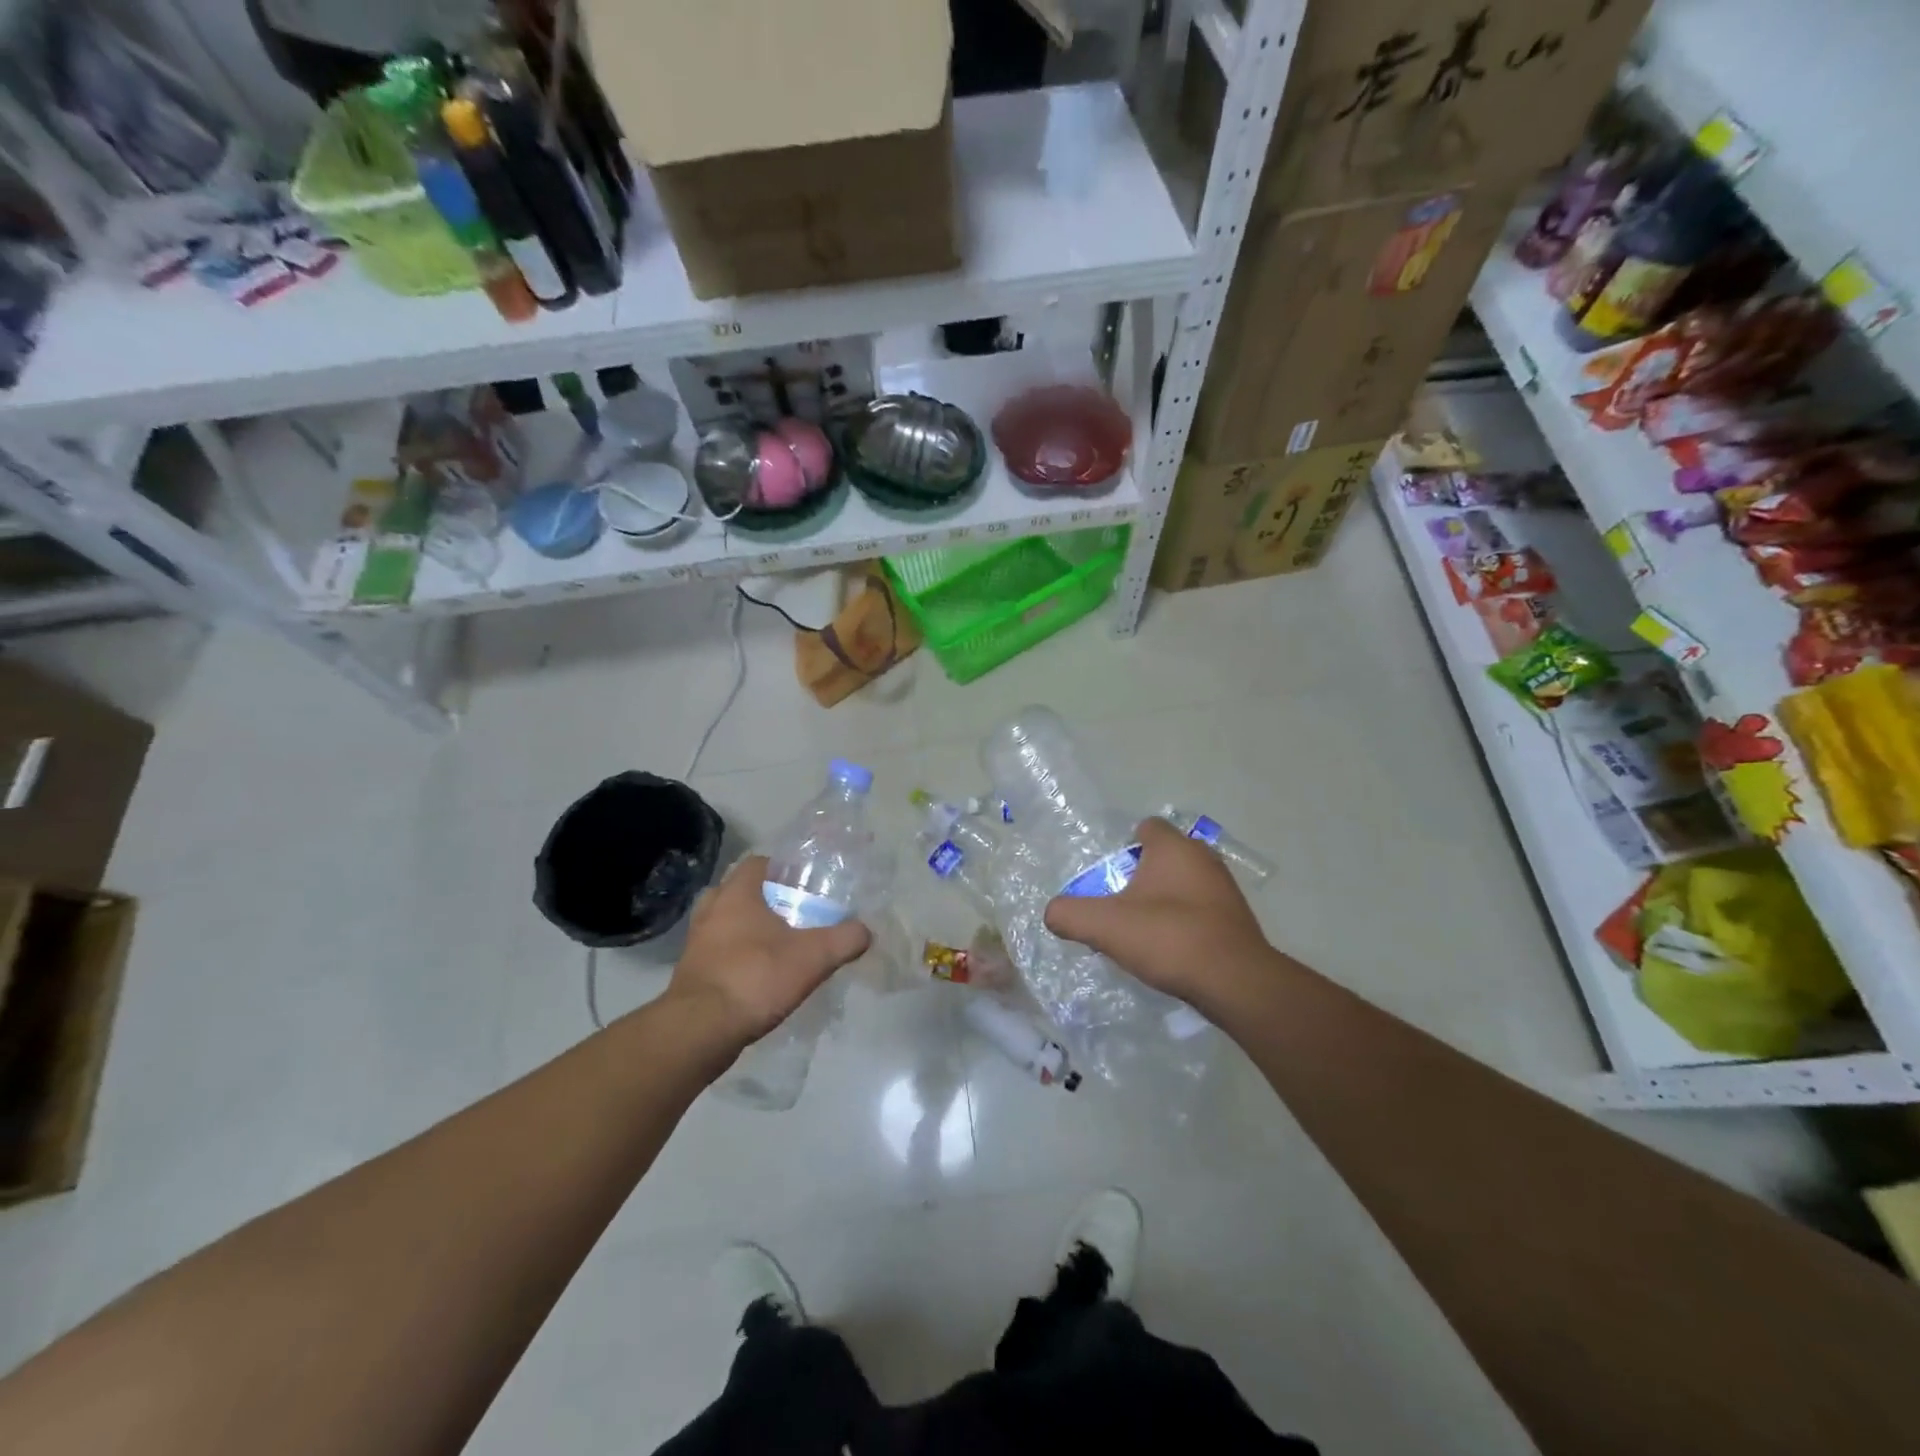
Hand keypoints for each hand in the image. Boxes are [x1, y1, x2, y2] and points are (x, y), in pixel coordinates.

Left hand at [666, 856, 872, 1053]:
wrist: (701, 1030)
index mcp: (737, 894)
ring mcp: (696, 942)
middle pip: (737, 891)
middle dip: (762, 899)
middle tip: (789, 913)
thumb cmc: (755, 978)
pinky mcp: (691, 972)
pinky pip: (716, 952)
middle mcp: (711, 910)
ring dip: (745, 929)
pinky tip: (757, 975)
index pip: (757, 863)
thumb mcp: (814, 957)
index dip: (781, 869)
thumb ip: (844, 939)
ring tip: (775, 945)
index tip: (803, 884)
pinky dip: (734, 957)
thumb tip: (865, 931)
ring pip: (723, 922)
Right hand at [1044, 817, 1273, 1011]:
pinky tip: (1171, 948)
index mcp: (1174, 847)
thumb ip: (1069, 915)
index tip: (1109, 875)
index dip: (1124, 846)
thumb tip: (1052, 913)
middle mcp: (1203, 858)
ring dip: (1164, 900)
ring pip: (1184, 883)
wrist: (1234, 982)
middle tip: (1119, 904)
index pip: (1146, 827)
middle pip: (1163, 857)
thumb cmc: (1168, 938)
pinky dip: (1184, 921)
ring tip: (1143, 930)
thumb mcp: (1105, 926)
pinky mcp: (1237, 918)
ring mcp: (1225, 888)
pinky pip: (1201, 908)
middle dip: (1141, 876)